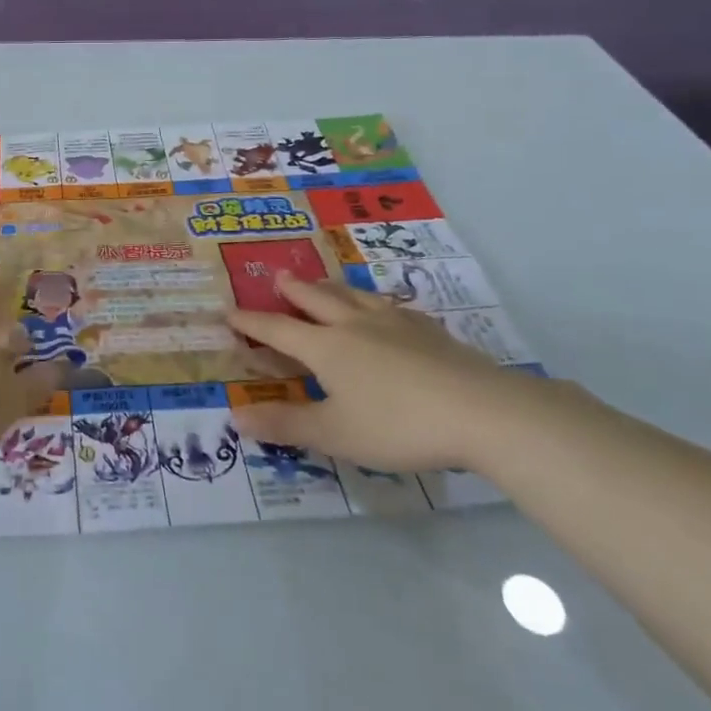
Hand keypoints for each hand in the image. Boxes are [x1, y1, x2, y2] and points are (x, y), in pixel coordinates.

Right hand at [227, 273, 550, 472]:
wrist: (482, 412)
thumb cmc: (398, 425)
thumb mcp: (334, 433)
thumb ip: (285, 424)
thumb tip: (235, 417)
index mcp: (326, 347)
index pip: (278, 330)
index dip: (251, 323)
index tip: (229, 312)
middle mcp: (355, 325)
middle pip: (317, 299)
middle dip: (293, 290)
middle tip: (278, 277)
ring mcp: (396, 324)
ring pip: (355, 295)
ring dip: (332, 287)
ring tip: (324, 282)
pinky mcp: (430, 331)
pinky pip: (394, 307)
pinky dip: (376, 302)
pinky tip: (388, 309)